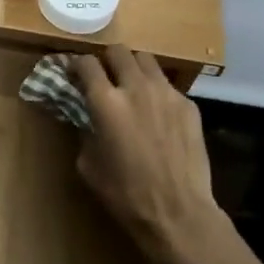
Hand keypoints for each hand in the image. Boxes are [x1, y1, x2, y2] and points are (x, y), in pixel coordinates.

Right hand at [69, 48, 231, 263]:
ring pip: (146, 60)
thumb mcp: (89, 165)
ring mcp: (166, 93)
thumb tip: (87, 117)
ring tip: (131, 85)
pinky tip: (157, 113)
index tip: (74, 72)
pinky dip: (156, 91)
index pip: (87, 63)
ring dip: (133, 68)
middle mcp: (136, 87)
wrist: (178, 212)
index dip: (77, 64)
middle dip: (107, 59)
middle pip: (118, 51)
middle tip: (104, 75)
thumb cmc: (126, 194)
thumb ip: (85, 131)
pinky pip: (168, 86)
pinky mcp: (189, 105)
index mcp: (106, 101)